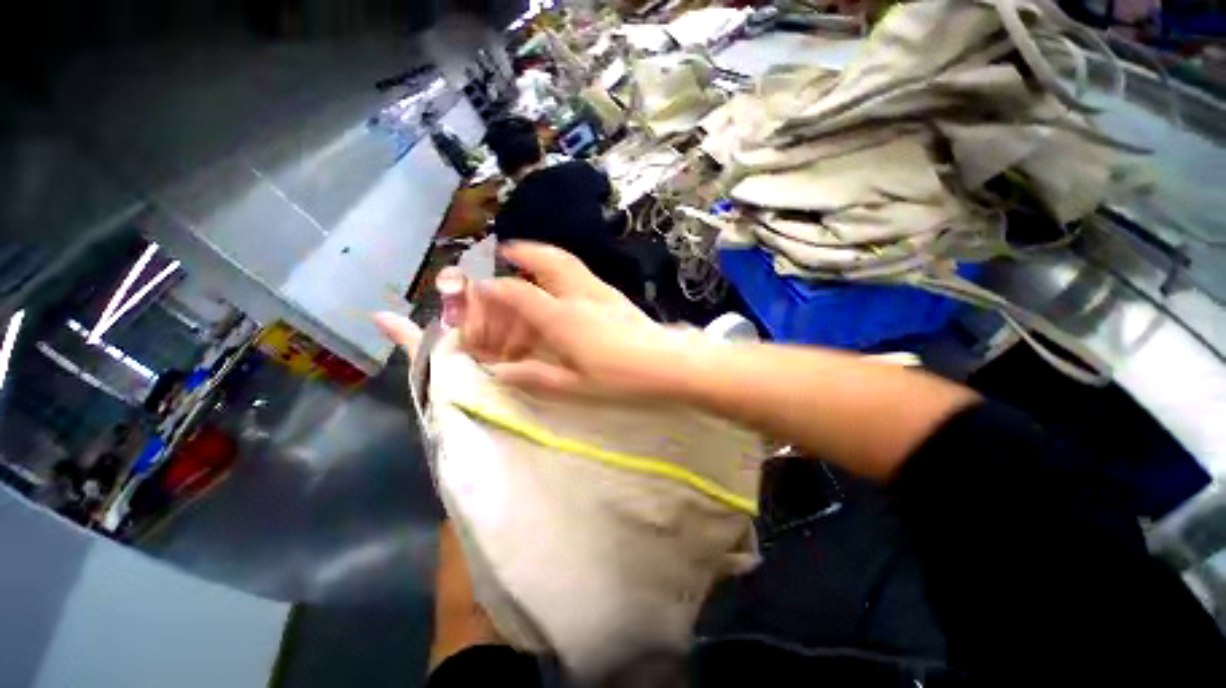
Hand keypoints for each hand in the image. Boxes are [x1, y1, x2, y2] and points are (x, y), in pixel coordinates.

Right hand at [378, 242, 684, 400]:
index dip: (495, 289)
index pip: (519, 294)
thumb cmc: (620, 378)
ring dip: (544, 254)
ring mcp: (600, 291)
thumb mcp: (573, 386)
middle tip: (506, 250)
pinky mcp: (615, 295)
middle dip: (523, 251)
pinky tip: (565, 282)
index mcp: (561, 318)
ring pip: (567, 261)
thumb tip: (500, 372)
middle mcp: (577, 296)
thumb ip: (534, 376)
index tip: (481, 287)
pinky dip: (565, 267)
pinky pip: (582, 272)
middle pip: (547, 261)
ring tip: (530, 257)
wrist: (669, 363)